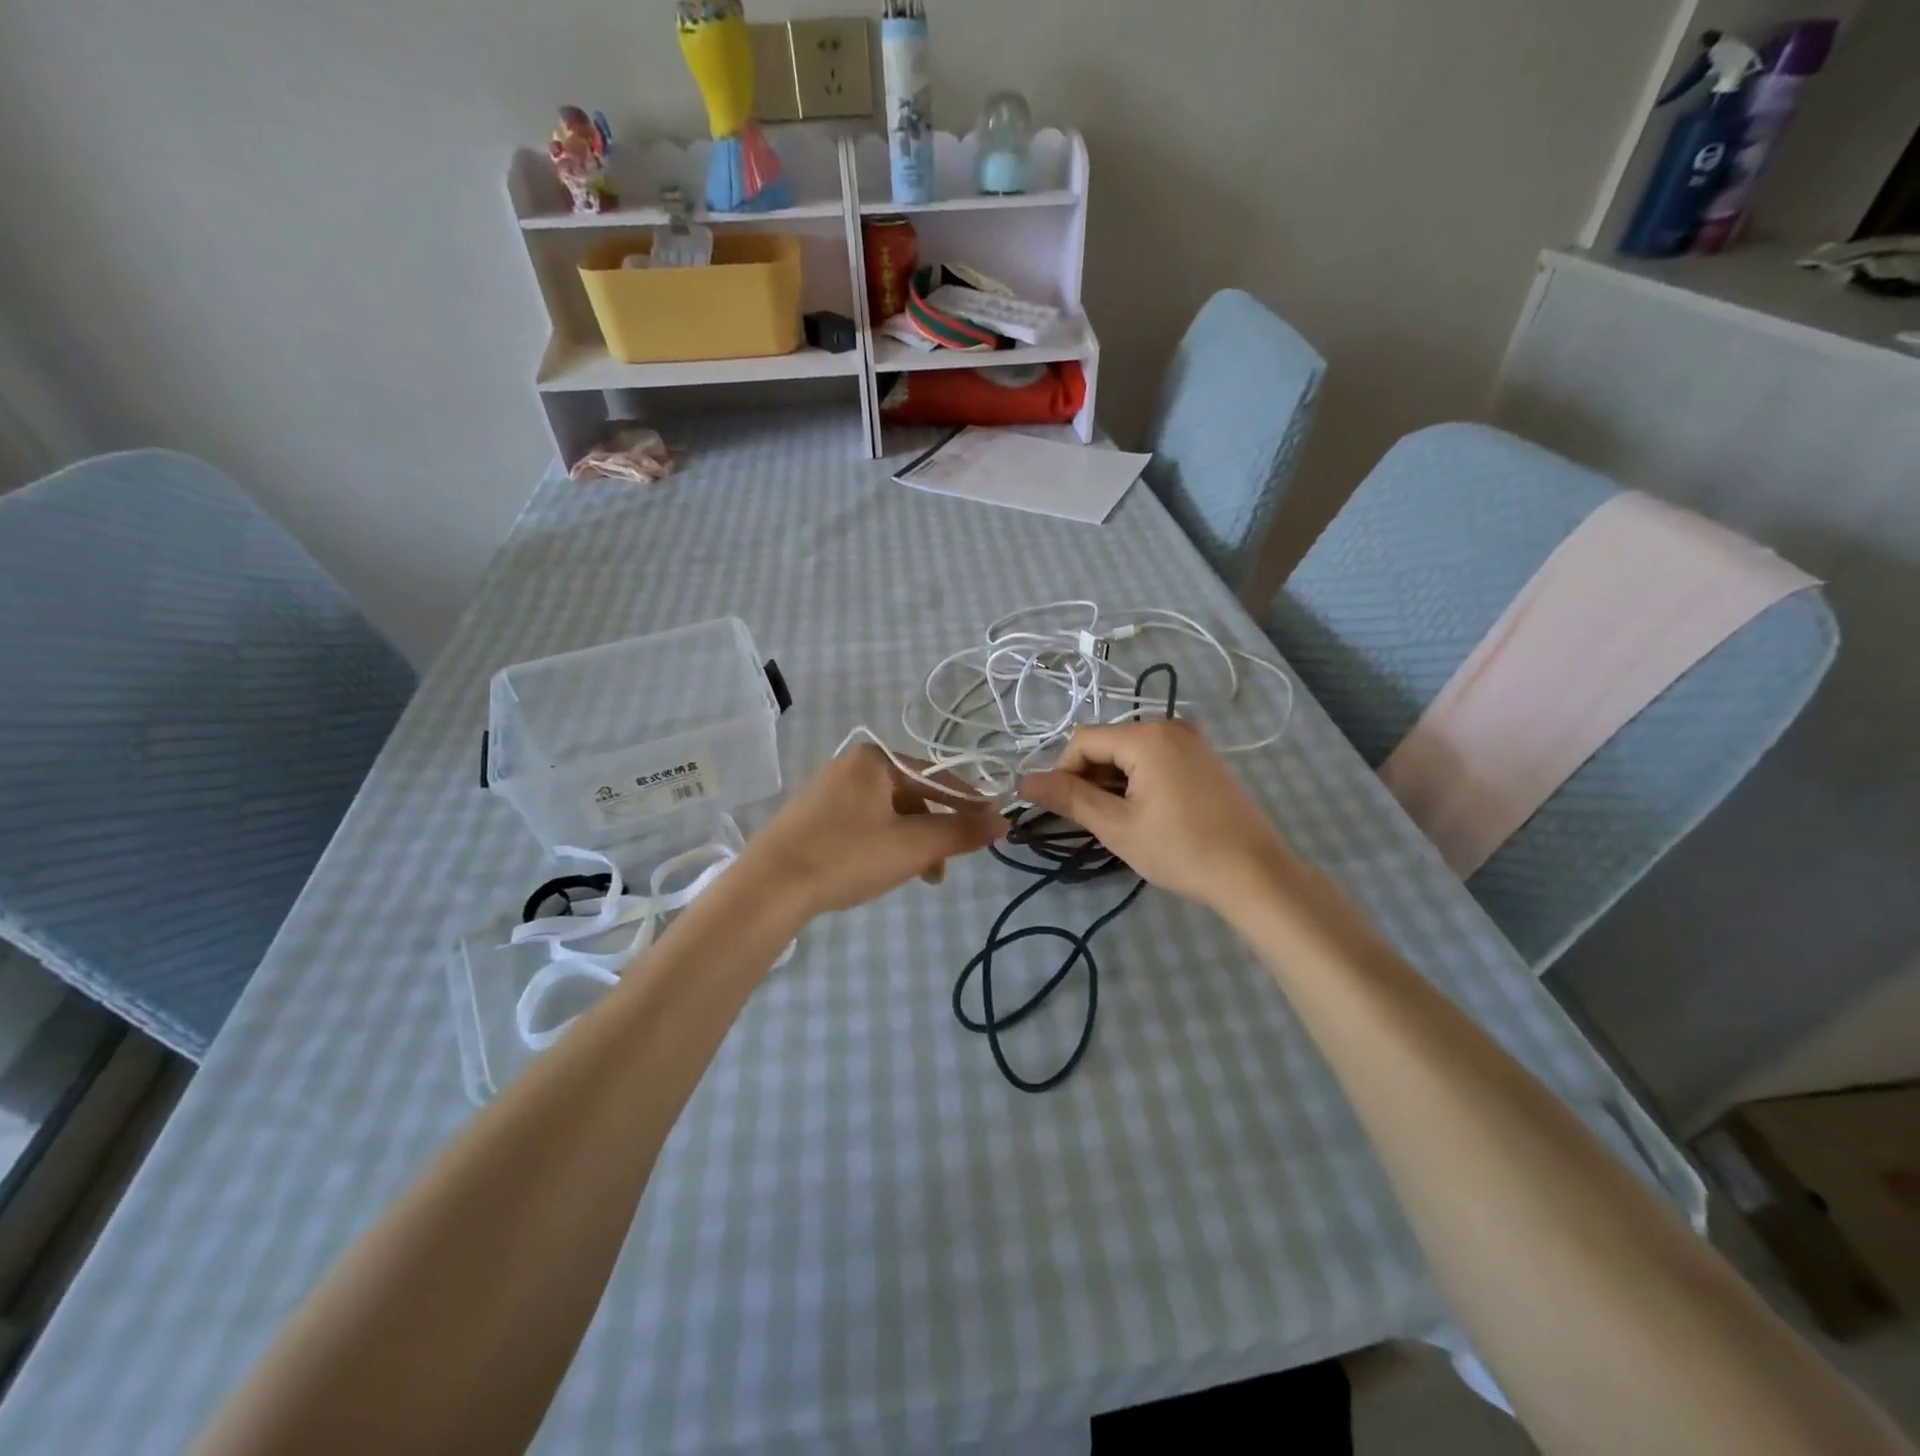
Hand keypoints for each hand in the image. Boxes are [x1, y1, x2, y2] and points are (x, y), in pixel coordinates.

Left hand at [740, 746, 1004, 918]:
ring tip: (916, 877)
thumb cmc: (847, 856)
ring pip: (888, 814)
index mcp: (876, 759)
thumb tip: (1004, 820)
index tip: (991, 829)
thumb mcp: (912, 846)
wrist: (768, 887)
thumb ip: (961, 832)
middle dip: (934, 833)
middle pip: (912, 796)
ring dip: (910, 843)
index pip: (938, 777)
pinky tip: (880, 871)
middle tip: (943, 869)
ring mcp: (828, 791)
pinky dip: (882, 845)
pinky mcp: (812, 816)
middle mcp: (852, 766)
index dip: (969, 804)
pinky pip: (863, 824)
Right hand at [1019, 720, 1297, 910]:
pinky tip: (1145, 814)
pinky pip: (1155, 760)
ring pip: (1130, 754)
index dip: (1063, 773)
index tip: (1064, 811)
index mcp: (1147, 735)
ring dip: (1113, 783)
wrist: (1254, 874)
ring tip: (1120, 822)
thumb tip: (1023, 781)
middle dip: (1090, 779)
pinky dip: (1138, 782)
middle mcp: (1169, 726)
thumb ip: (1069, 798)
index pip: (1082, 741)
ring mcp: (1192, 741)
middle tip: (1093, 822)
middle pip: (1107, 744)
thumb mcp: (1116, 826)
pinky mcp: (1204, 760)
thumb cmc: (1180, 849)